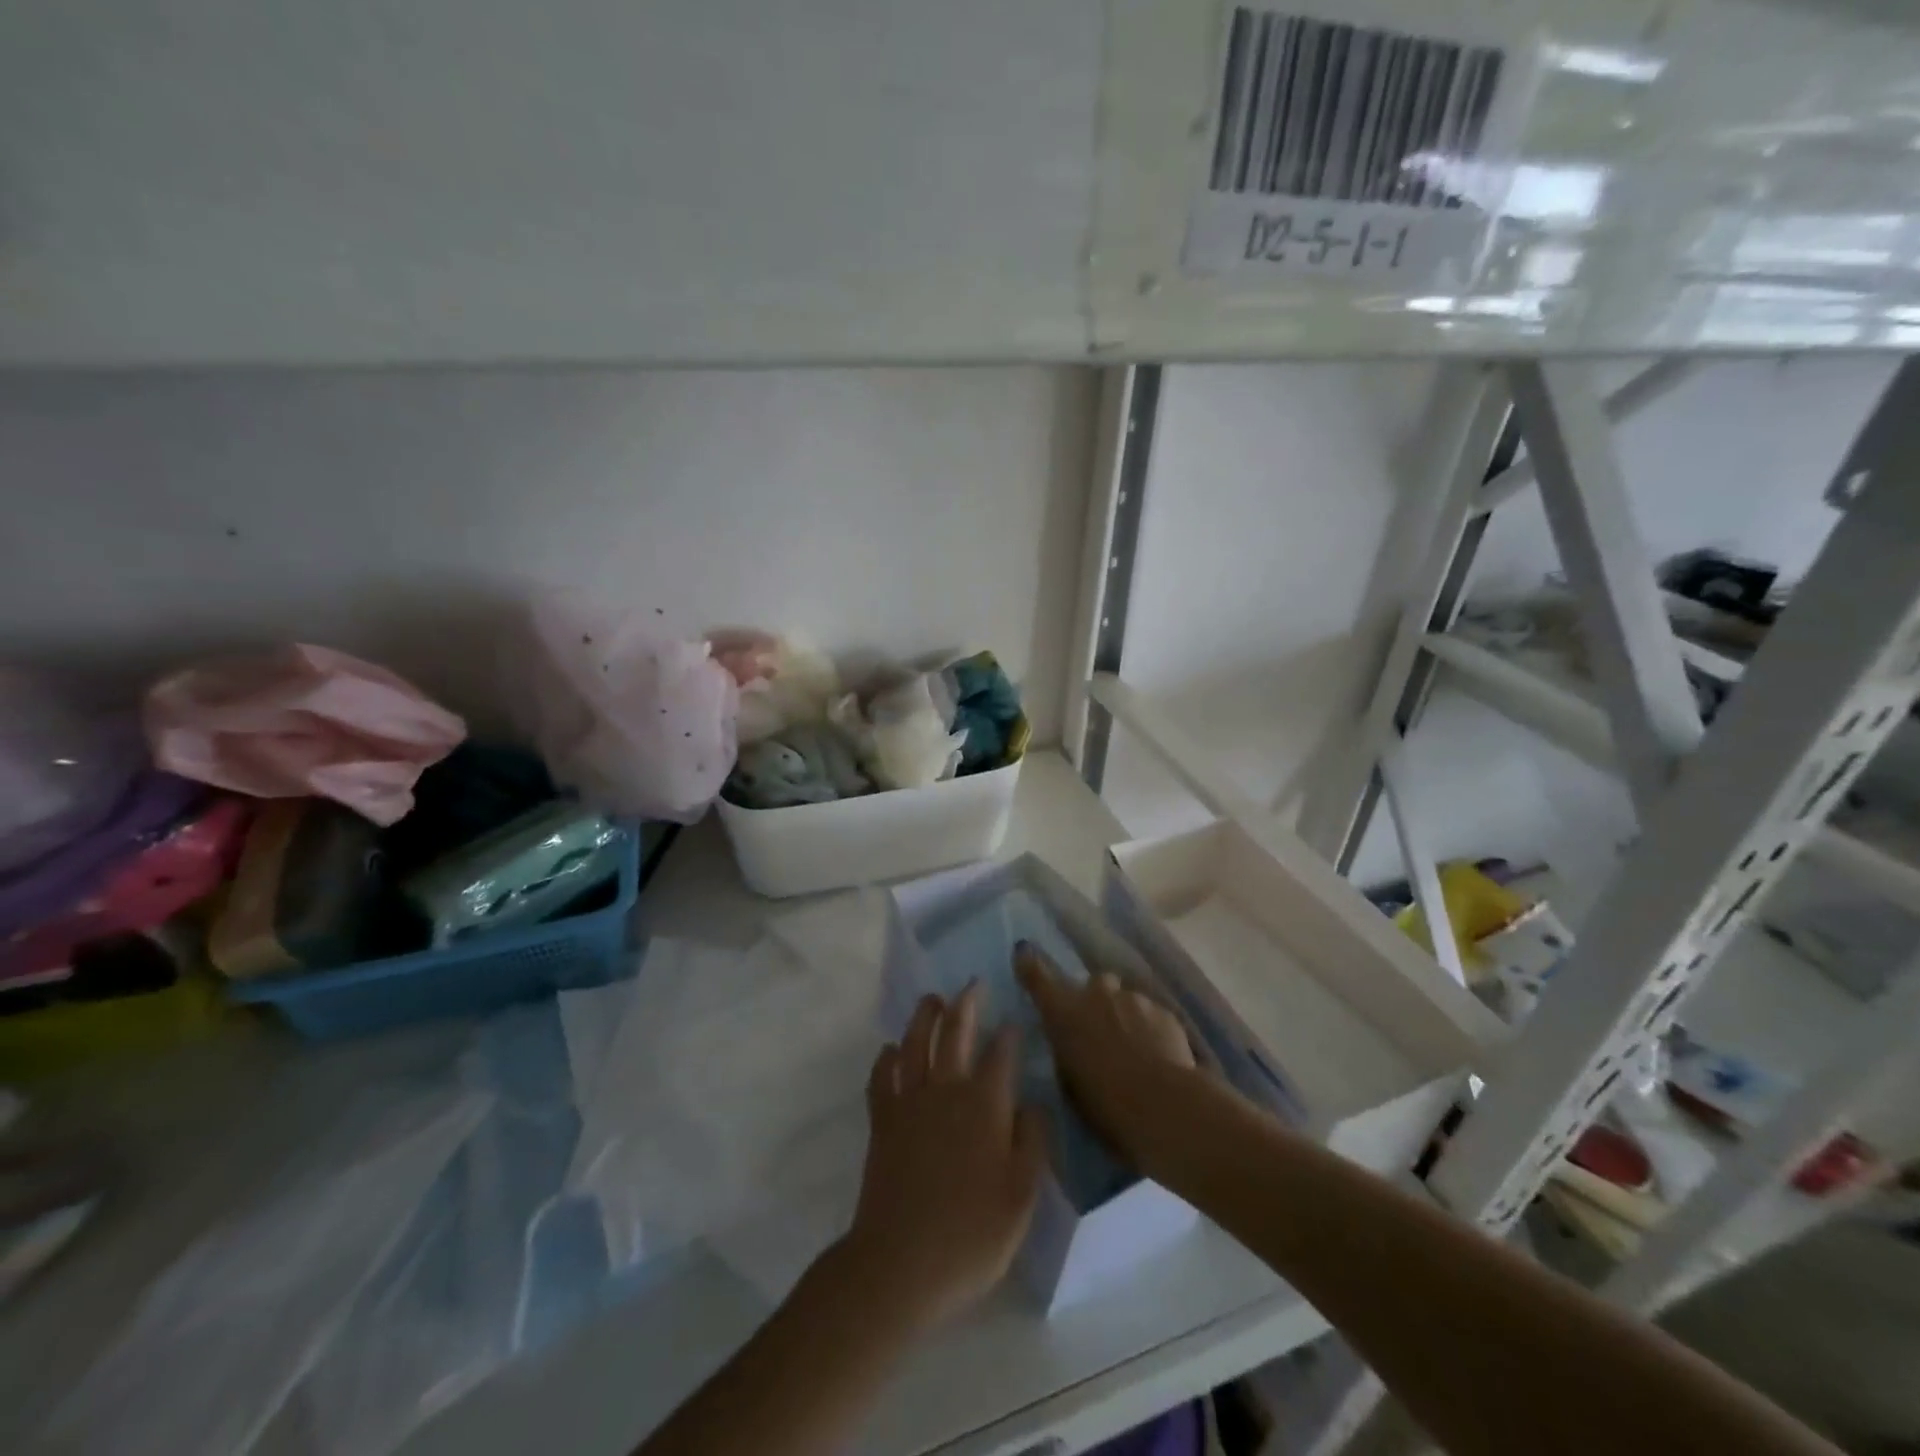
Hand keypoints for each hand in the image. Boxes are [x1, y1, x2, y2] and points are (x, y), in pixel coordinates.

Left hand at [840, 985, 1045, 1333]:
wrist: (901, 1262)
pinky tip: (890, 1050)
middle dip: (966, 1005)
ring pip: (915, 1042)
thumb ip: (1033, 1141)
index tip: (1014, 1020)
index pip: (1001, 1055)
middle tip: (972, 984)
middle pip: (955, 1033)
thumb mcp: (1022, 1195)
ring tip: (932, 1000)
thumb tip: (1034, 1103)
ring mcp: (909, 1101)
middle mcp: (946, 1089)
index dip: (1009, 1034)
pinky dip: (886, 1058)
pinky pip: (881, 1076)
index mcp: (985, 1104)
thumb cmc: (971, 1234)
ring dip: (924, 1017)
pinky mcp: (882, 1119)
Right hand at [1015, 942, 1200, 1171]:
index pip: (1038, 976)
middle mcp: (1096, 993)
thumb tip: (1073, 1040)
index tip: (1024, 951)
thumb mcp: (1069, 1080)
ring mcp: (1133, 999)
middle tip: (1101, 1030)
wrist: (1162, 1104)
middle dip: (1096, 1001)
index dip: (1030, 963)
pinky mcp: (1163, 1011)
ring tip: (1135, 1051)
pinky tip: (1157, 1057)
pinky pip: (1151, 1015)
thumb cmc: (1103, 1102)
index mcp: (1064, 1012)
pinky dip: (1150, 1030)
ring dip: (1124, 1017)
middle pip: (1094, 985)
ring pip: (1125, 1000)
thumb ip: (1067, 1049)